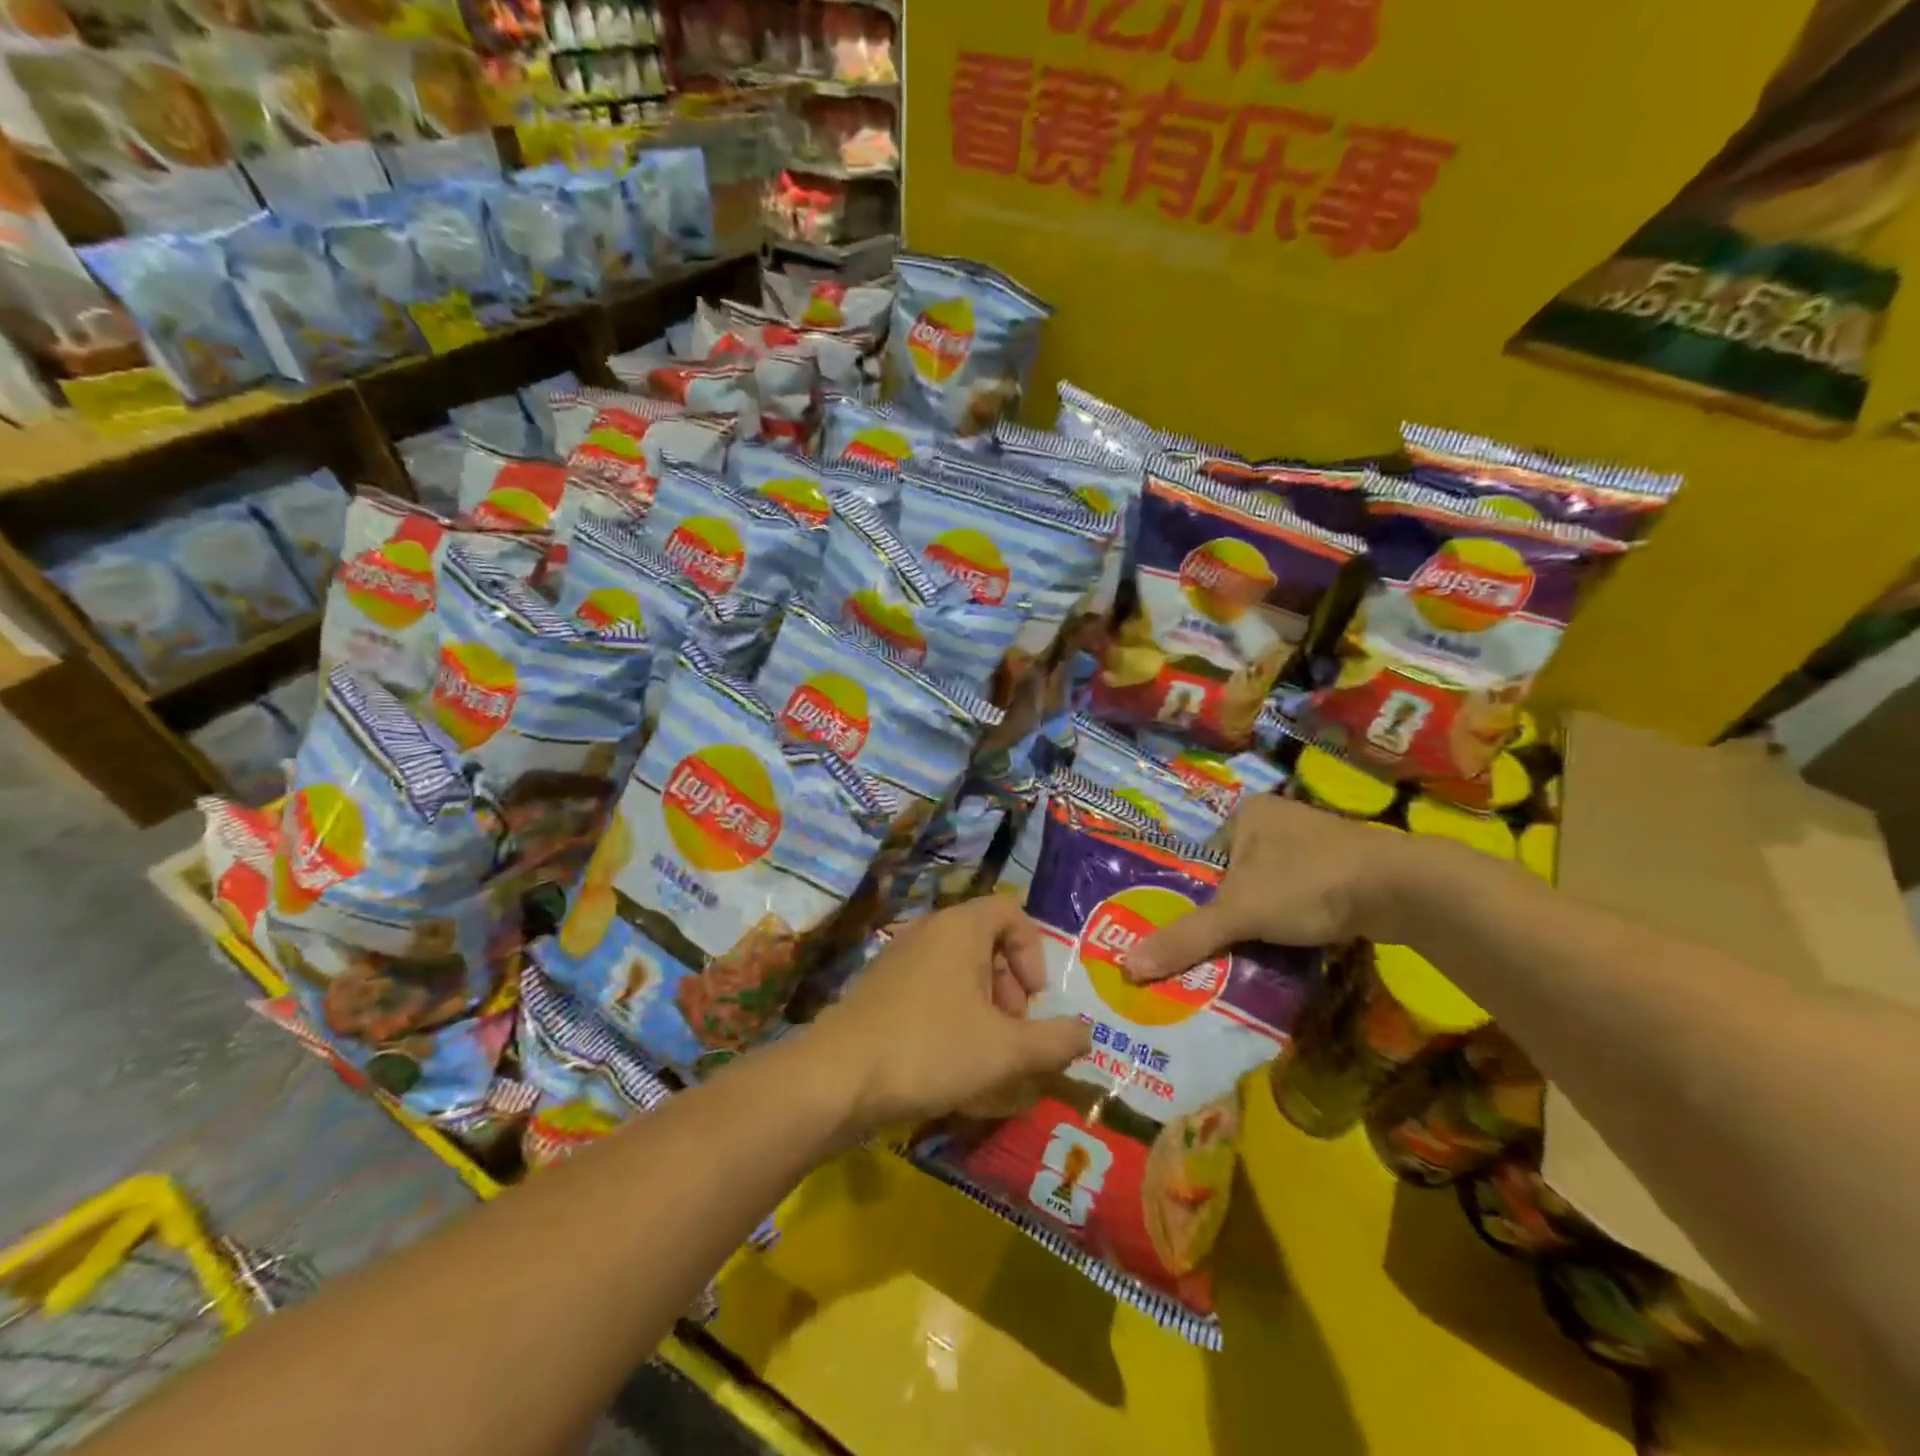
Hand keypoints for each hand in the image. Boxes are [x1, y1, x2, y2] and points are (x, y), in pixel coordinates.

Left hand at [810, 897, 1092, 1133]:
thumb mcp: (1005, 1050)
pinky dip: (951, 1017)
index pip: (1011, 911)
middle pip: (985, 942)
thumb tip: (1087, 1033)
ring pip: (957, 970)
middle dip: (1010, 987)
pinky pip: (929, 990)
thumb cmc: (930, 1049)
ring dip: (982, 1007)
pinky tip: (949, 1065)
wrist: (836, 1078)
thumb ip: (1055, 1041)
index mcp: (959, 928)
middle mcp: (927, 932)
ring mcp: (897, 959)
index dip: (1034, 952)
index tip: (1035, 999)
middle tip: (1012, 1032)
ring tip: (985, 1055)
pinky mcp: (878, 990)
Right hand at [1123, 795, 1409, 984]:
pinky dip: (1293, 920)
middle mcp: (1278, 819)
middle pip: (1235, 875)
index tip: (1187, 932)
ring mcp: (1315, 842)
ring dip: (1262, 919)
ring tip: (1248, 953)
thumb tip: (1126, 968)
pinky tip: (1291, 945)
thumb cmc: (1307, 884)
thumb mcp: (1239, 913)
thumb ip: (1186, 938)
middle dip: (1227, 911)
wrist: (1404, 889)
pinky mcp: (1345, 868)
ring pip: (1270, 887)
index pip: (1203, 858)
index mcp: (1246, 813)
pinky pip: (1302, 896)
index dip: (1192, 895)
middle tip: (1213, 949)